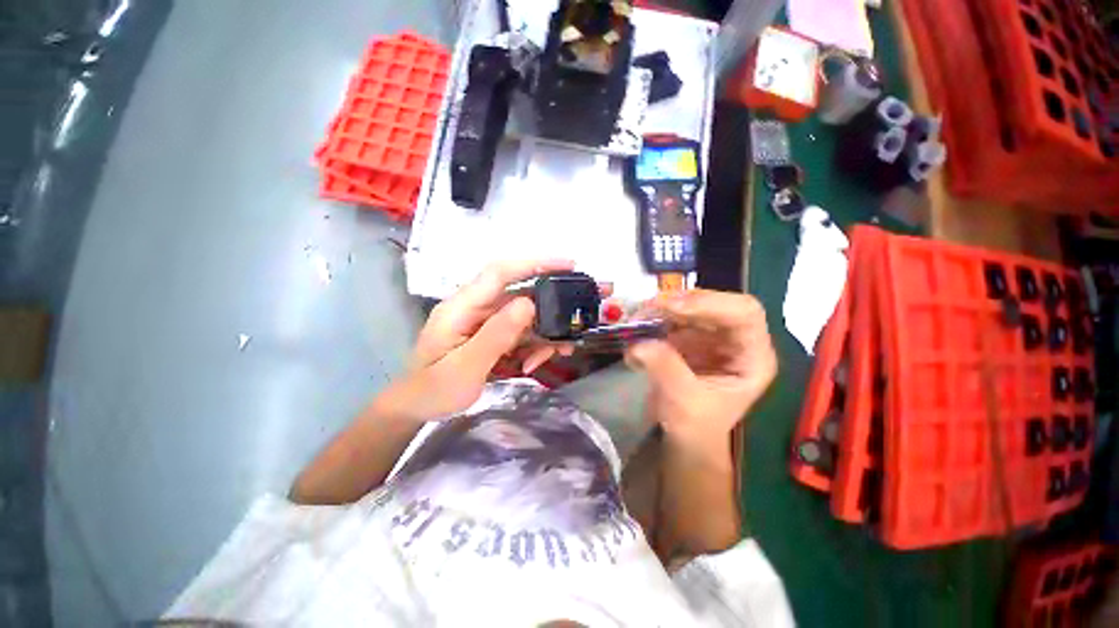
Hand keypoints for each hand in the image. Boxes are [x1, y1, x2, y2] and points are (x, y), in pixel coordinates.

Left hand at [374, 259, 574, 422]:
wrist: (417, 408)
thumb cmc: (433, 391)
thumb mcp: (465, 369)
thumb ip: (495, 337)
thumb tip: (528, 304)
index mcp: (462, 307)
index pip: (499, 273)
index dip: (534, 263)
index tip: (568, 265)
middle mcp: (476, 307)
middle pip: (521, 294)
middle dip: (553, 303)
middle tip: (583, 312)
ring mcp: (485, 321)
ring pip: (526, 316)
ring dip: (546, 333)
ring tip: (559, 352)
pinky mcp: (493, 334)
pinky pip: (522, 332)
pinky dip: (535, 345)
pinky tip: (533, 363)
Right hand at [625, 290, 776, 447]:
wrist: (685, 439)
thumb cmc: (696, 428)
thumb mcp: (684, 401)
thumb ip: (665, 368)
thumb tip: (639, 343)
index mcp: (753, 357)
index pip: (744, 313)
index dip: (711, 303)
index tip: (672, 308)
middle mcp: (737, 340)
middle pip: (716, 304)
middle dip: (682, 302)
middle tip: (649, 306)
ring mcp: (713, 336)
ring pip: (693, 306)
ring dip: (664, 308)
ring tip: (639, 316)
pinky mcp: (692, 337)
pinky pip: (675, 317)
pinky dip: (656, 317)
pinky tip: (640, 325)